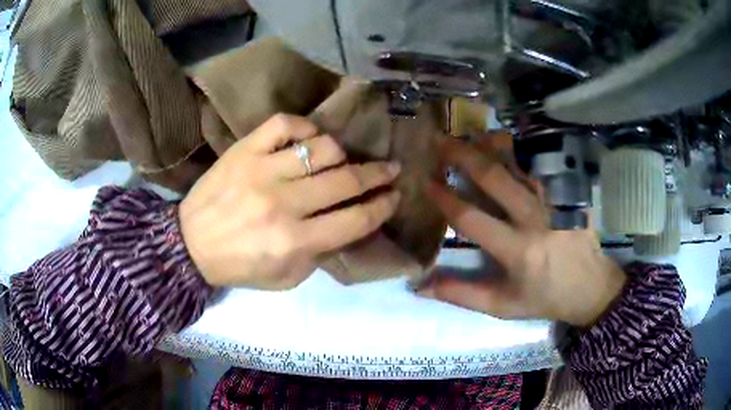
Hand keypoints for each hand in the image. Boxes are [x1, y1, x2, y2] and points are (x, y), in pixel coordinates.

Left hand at [179, 114, 401, 288]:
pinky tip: (309, 138)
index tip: (395, 195)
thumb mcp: (286, 278)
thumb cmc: (240, 266)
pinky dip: (304, 127)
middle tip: (390, 168)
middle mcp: (283, 204)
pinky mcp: (244, 150)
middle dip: (378, 174)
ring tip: (342, 160)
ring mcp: (262, 170)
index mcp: (294, 242)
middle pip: (346, 181)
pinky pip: (285, 125)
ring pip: (322, 148)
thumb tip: (347, 222)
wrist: (190, 244)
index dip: (383, 206)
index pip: (355, 219)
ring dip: (341, 154)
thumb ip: (321, 253)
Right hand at [420, 139, 625, 326]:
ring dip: (490, 145)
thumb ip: (463, 294)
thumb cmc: (546, 297)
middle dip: (463, 156)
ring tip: (468, 135)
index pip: (472, 217)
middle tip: (440, 143)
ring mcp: (553, 200)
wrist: (591, 287)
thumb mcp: (503, 306)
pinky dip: (519, 150)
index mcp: (518, 250)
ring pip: (519, 162)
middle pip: (494, 177)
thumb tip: (421, 286)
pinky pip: (539, 164)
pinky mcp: (566, 192)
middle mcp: (535, 218)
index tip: (427, 183)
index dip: (445, 198)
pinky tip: (504, 142)